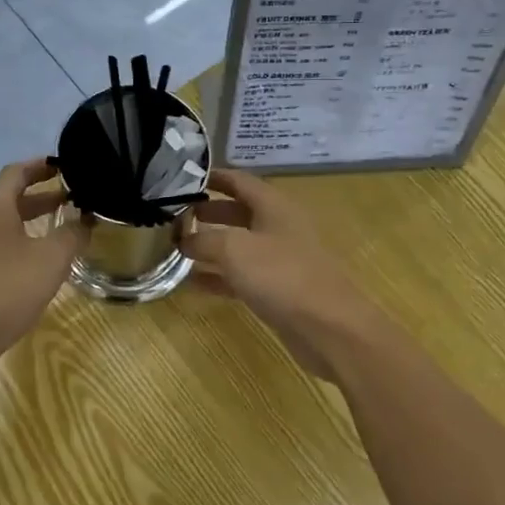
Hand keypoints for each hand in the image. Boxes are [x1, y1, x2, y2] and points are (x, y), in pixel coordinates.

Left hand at [0, 159, 88, 371]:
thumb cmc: (8, 288)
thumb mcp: (51, 258)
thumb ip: (72, 234)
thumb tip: (85, 220)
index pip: (16, 172)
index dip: (40, 166)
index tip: (64, 166)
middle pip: (10, 197)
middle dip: (42, 194)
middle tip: (73, 196)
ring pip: (7, 223)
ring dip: (34, 220)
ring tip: (65, 226)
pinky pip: (2, 246)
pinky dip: (24, 242)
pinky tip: (44, 261)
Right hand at [181, 168, 373, 381]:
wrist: (329, 327)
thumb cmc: (281, 275)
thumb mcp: (234, 249)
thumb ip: (204, 239)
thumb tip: (184, 239)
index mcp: (273, 206)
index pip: (239, 181)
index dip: (213, 177)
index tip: (182, 179)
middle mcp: (278, 227)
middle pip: (238, 212)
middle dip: (208, 212)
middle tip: (175, 215)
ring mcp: (279, 260)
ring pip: (239, 245)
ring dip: (210, 245)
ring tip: (177, 246)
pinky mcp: (278, 290)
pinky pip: (242, 276)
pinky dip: (219, 276)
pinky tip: (193, 283)